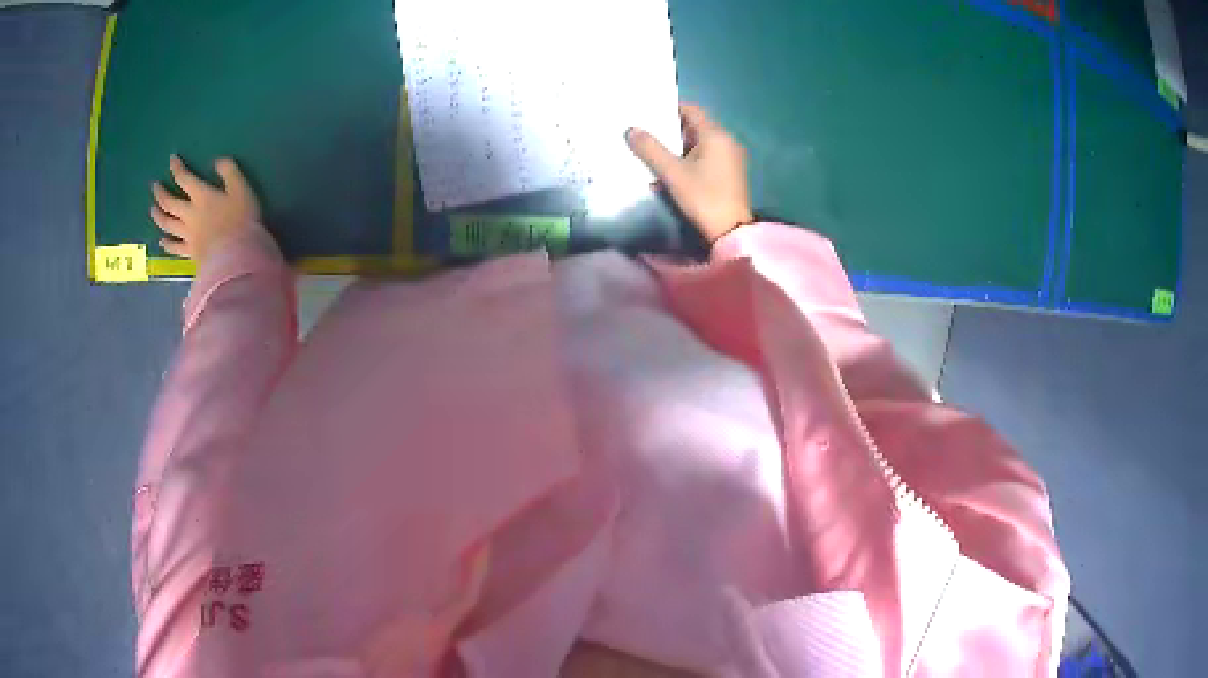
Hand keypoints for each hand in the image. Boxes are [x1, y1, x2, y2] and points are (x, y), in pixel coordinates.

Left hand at [150, 154, 260, 263]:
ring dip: (158, 216)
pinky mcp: (190, 252)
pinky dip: (167, 244)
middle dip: (161, 193)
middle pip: (169, 203)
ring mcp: (187, 235)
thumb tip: (217, 161)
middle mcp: (189, 214)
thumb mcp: (241, 189)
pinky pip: (174, 247)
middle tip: (155, 187)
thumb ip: (230, 172)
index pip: (184, 178)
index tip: (171, 159)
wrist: (235, 255)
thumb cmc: (241, 220)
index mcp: (201, 196)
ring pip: (167, 224)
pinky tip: (162, 241)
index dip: (176, 168)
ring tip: (152, 210)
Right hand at [626, 104, 753, 242]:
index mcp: (716, 135)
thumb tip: (631, 130)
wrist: (731, 231)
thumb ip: (650, 149)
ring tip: (654, 150)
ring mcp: (731, 157)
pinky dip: (689, 157)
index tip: (648, 112)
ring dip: (678, 145)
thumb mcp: (672, 173)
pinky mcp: (730, 173)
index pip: (691, 110)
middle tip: (646, 131)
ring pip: (700, 142)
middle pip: (695, 126)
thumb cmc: (703, 197)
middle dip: (671, 129)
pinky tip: (672, 167)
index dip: (669, 108)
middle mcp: (727, 141)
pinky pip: (707, 156)